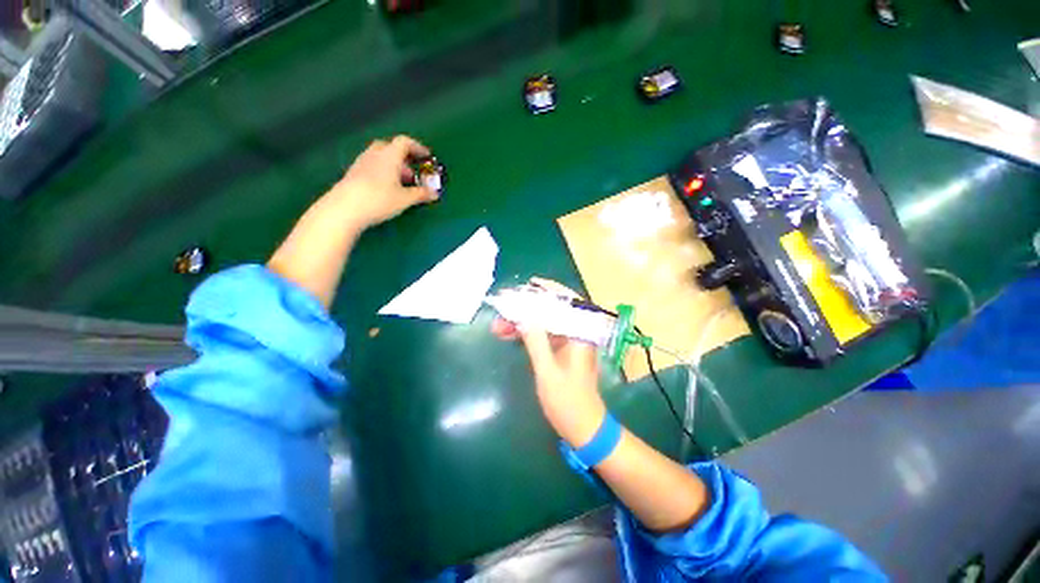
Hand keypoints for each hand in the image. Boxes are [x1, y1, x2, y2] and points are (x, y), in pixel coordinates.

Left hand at [327, 135, 439, 231]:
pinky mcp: (353, 173)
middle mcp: (374, 154)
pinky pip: (372, 166)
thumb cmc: (379, 199)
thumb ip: (421, 194)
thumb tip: (434, 193)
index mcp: (389, 156)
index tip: (426, 157)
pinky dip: (383, 172)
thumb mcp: (405, 199)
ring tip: (401, 184)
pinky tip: (386, 188)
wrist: (345, 208)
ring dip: (393, 166)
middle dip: (404, 158)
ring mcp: (361, 163)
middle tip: (413, 173)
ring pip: (380, 157)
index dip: (417, 147)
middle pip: (390, 147)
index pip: (404, 142)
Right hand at [492, 278, 606, 447]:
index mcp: (581, 334)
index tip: (529, 284)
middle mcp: (577, 333)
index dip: (548, 291)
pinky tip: (509, 334)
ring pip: (545, 323)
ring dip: (523, 322)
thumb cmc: (568, 401)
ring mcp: (569, 343)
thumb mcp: (547, 371)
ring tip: (498, 325)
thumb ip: (536, 341)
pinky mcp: (562, 352)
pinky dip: (527, 333)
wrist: (583, 428)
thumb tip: (525, 316)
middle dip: (527, 309)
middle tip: (504, 309)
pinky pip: (543, 335)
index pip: (567, 302)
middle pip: (552, 311)